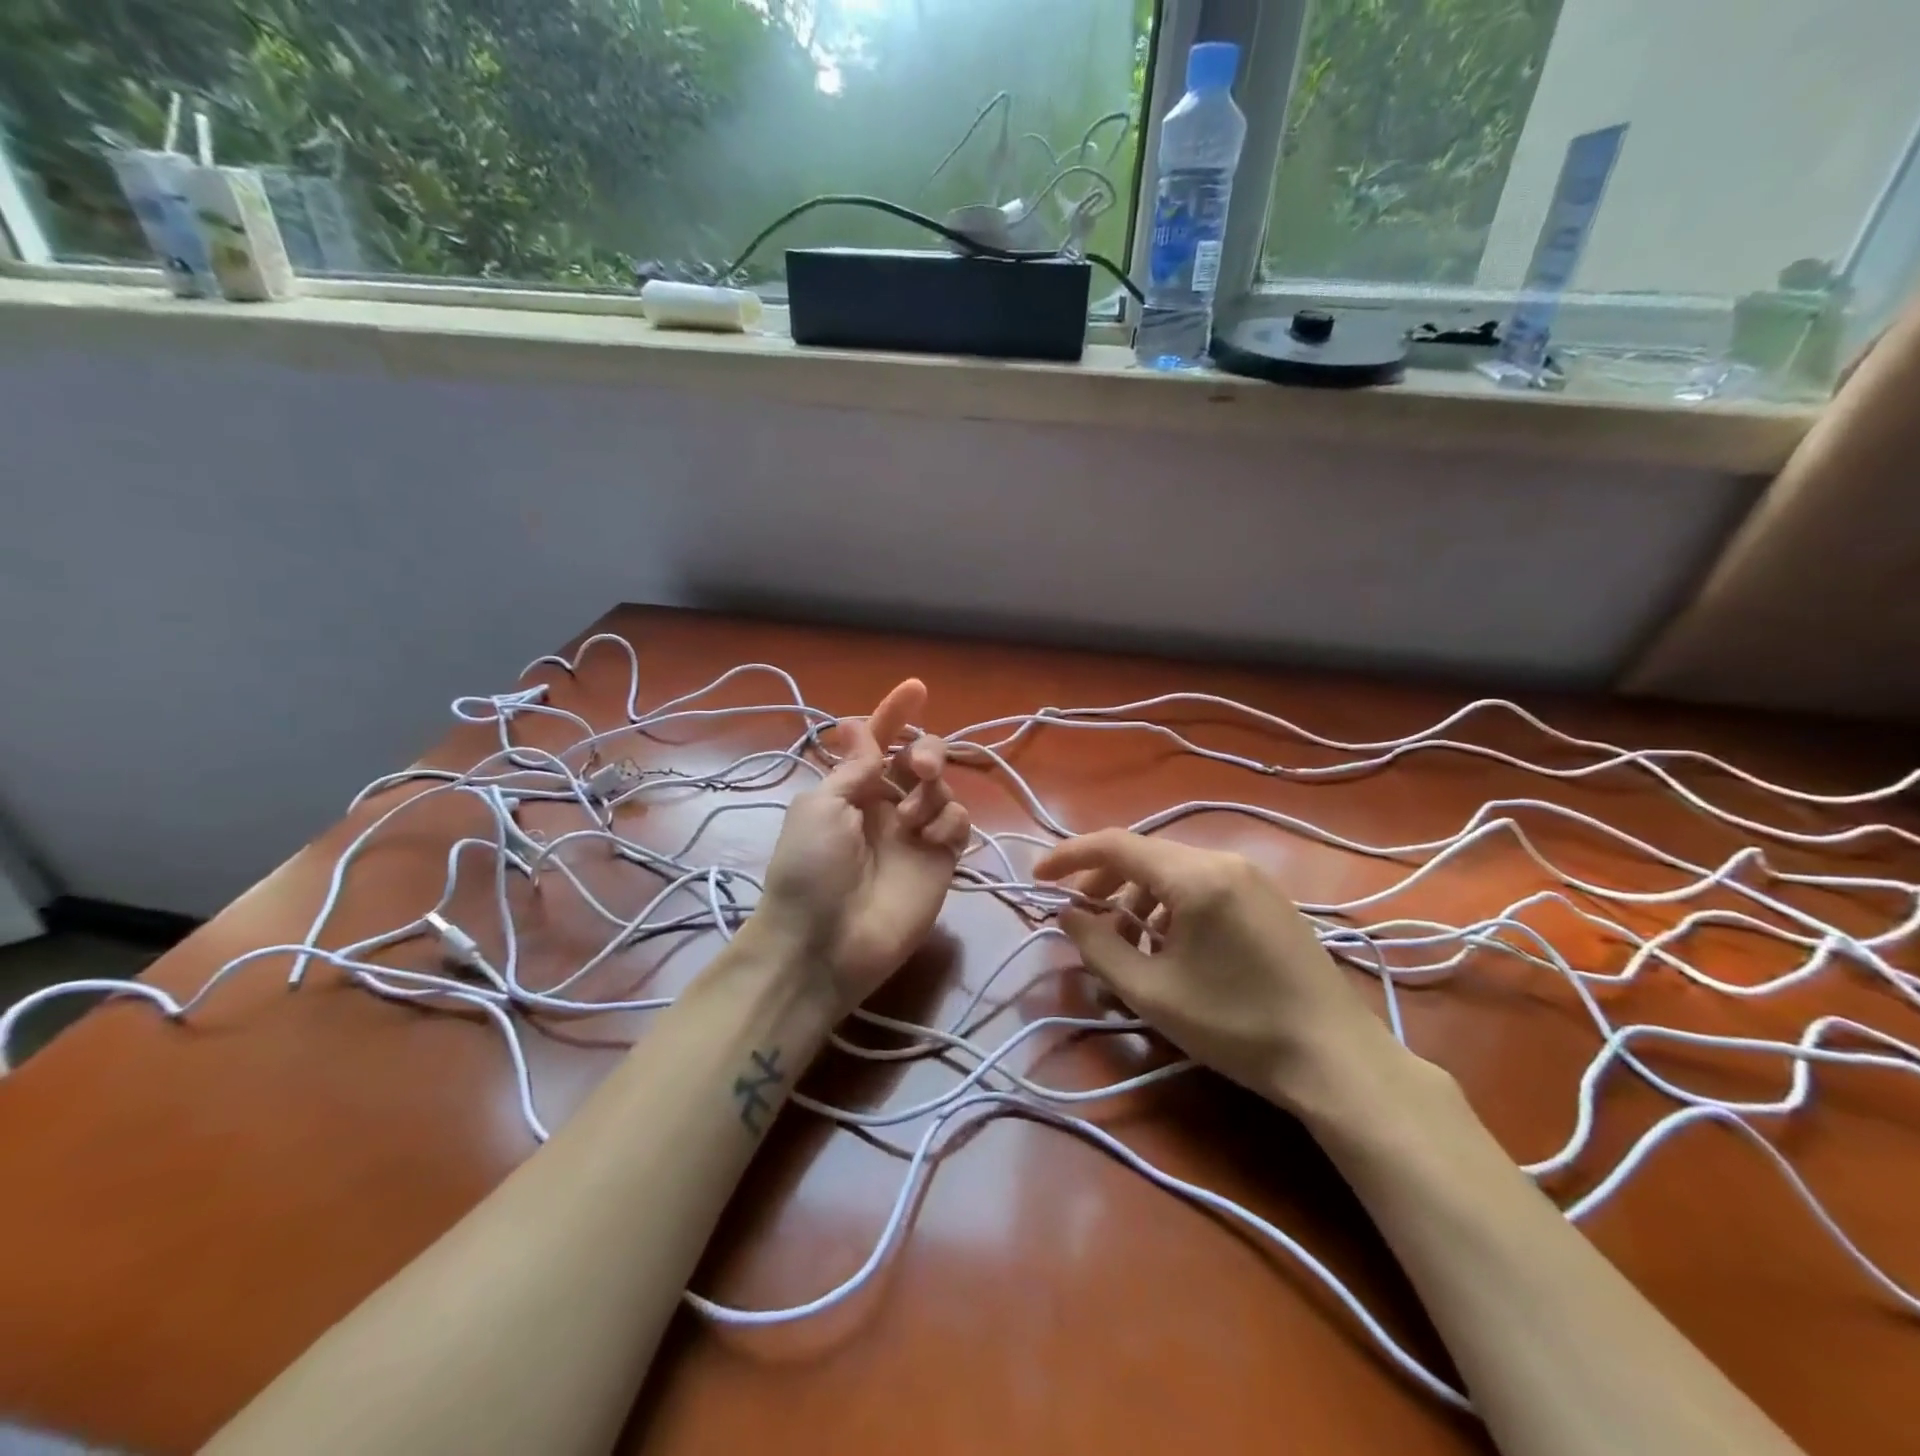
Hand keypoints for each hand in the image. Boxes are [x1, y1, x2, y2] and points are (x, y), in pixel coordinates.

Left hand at [755, 679, 970, 1017]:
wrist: (824, 944)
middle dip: (926, 751)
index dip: (895, 714)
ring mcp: (915, 833)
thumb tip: (862, 727)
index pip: (878, 741)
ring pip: (943, 787)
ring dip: (932, 790)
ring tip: (912, 820)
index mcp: (851, 789)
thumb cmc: (810, 869)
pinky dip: (949, 821)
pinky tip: (930, 839)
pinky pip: (959, 822)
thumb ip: (855, 767)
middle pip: (919, 759)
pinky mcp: (941, 860)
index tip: (916, 688)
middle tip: (918, 767)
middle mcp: (886, 805)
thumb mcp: (820, 806)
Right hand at [1036, 830, 1402, 1111]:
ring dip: (1137, 895)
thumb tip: (1067, 915)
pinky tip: (1169, 944)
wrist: (1335, 1059)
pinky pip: (1202, 884)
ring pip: (1174, 869)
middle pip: (1145, 854)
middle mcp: (1224, 861)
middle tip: (1078, 916)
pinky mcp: (1267, 897)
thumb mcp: (1152, 992)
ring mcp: (1251, 877)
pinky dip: (1170, 903)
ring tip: (1124, 940)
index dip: (1070, 856)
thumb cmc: (1236, 1026)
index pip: (1117, 845)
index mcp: (1195, 877)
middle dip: (1103, 880)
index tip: (1037, 877)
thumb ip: (1098, 946)